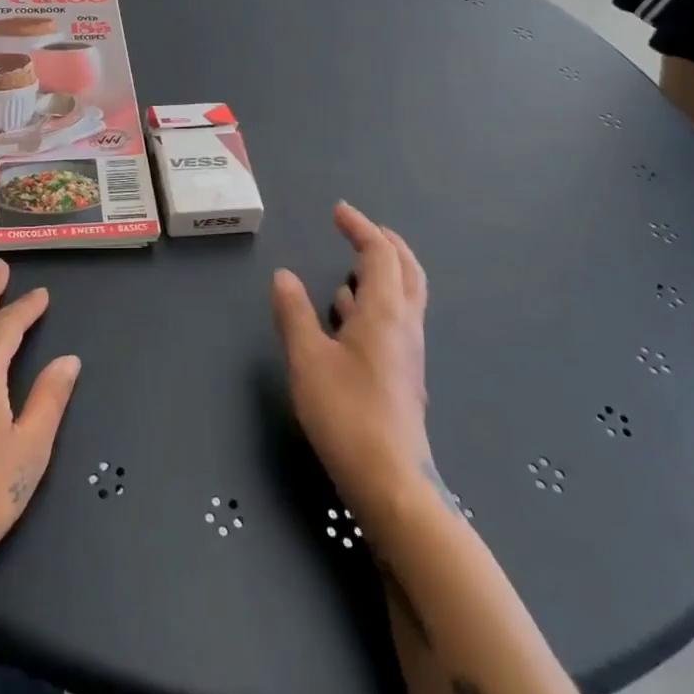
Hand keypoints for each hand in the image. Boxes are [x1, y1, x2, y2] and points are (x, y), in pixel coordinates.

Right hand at [271, 203, 432, 511]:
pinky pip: (397, 319)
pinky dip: (377, 301)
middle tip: (361, 229)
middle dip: (386, 243)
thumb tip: (284, 276)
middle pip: (407, 269)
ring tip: (352, 268)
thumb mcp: (307, 360)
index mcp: (385, 312)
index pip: (380, 254)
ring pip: (405, 295)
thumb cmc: (347, 414)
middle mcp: (405, 325)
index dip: (361, 228)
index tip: (339, 211)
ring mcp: (409, 352)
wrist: (391, 481)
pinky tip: (350, 317)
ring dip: (384, 272)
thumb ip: (294, 314)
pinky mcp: (404, 374)